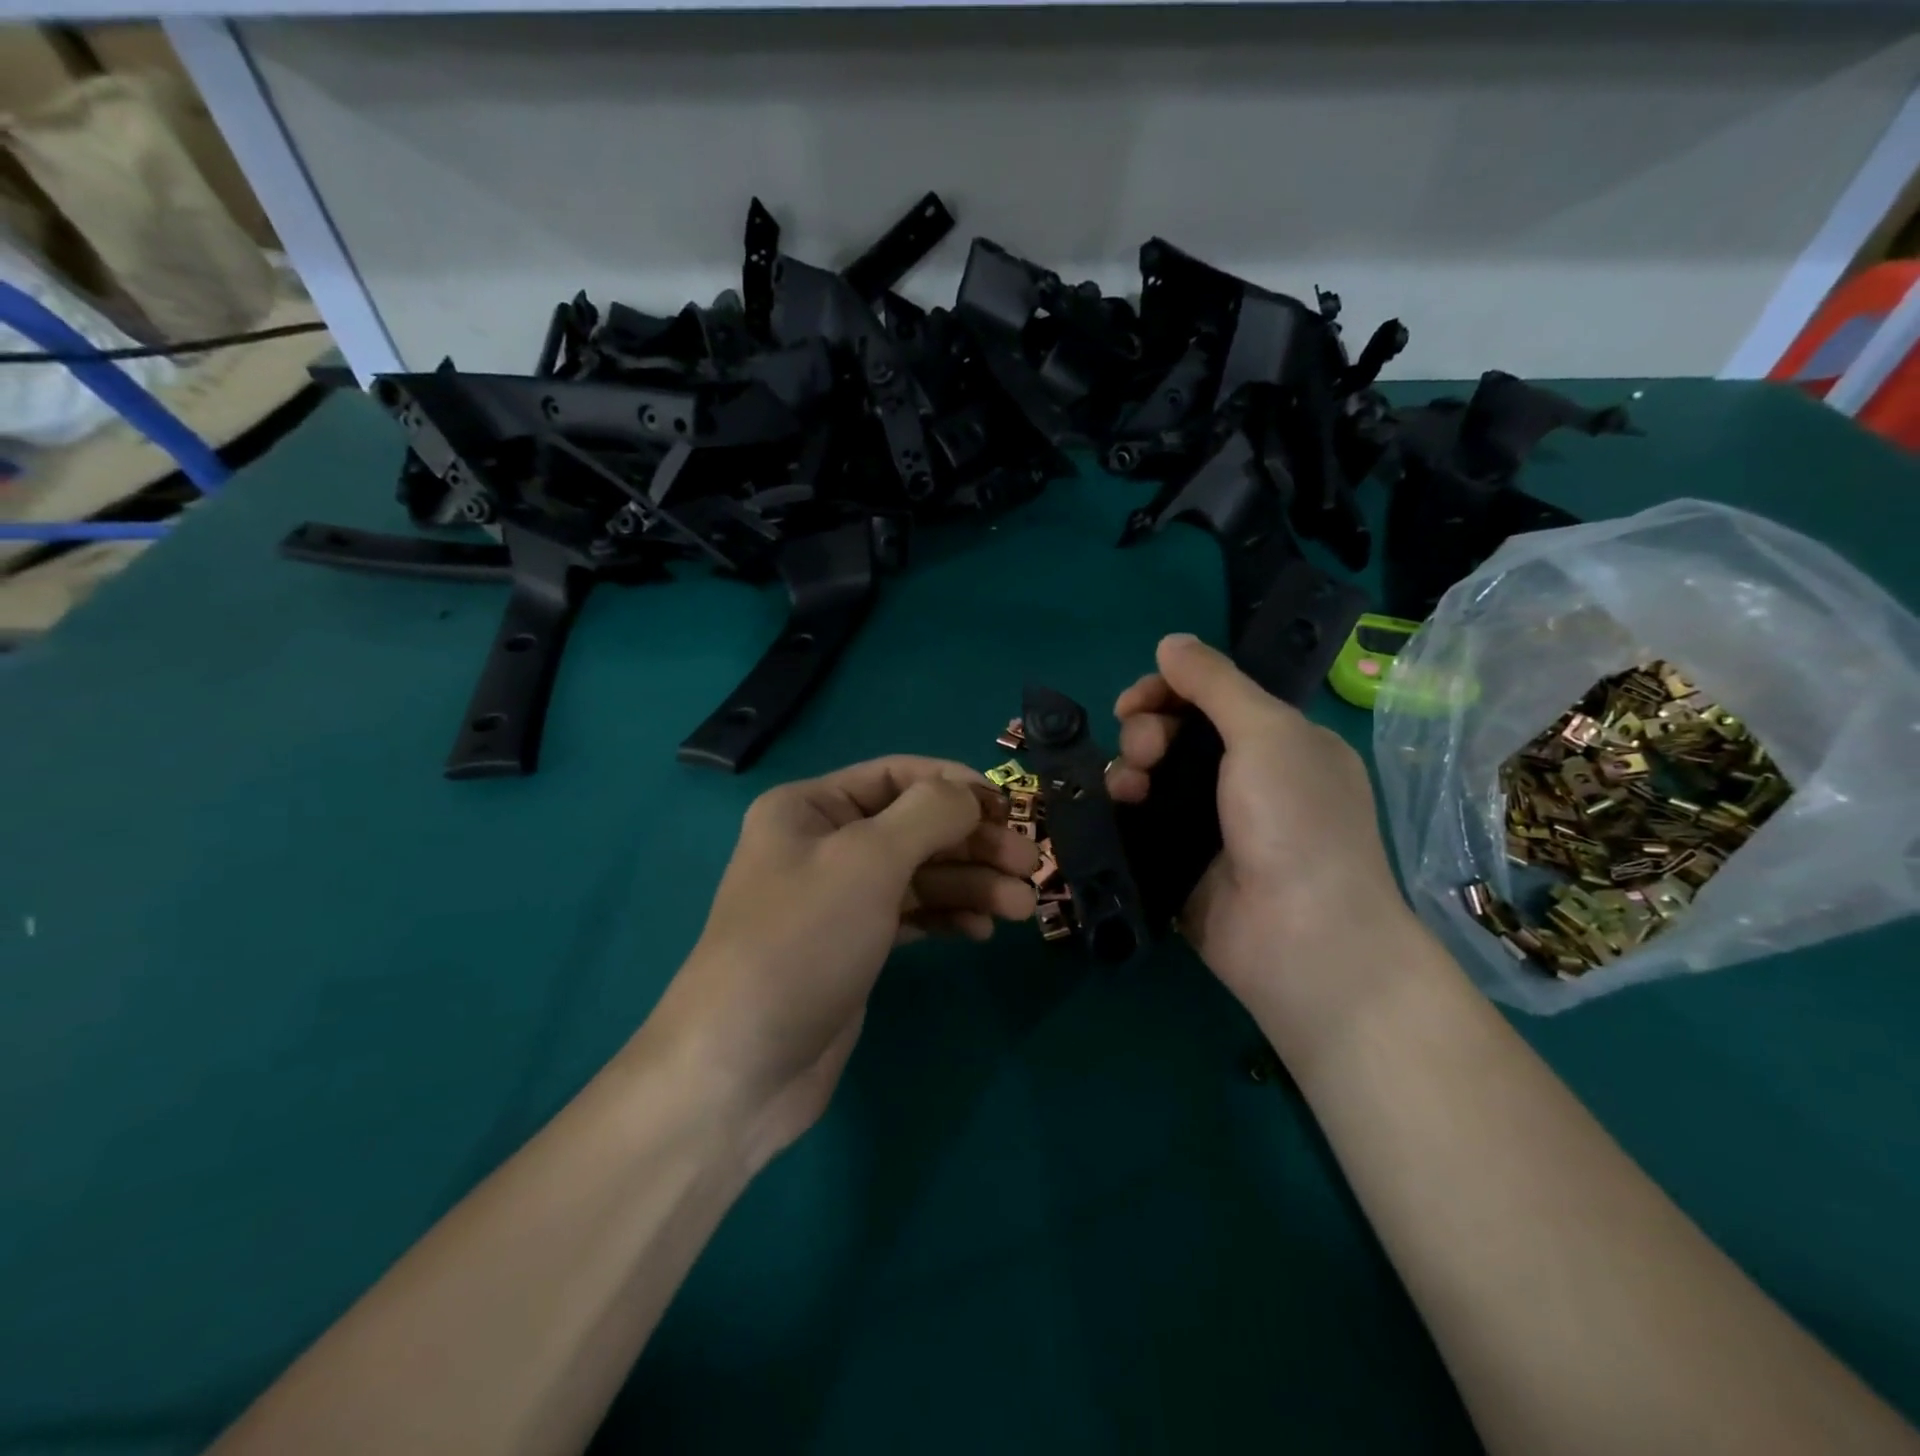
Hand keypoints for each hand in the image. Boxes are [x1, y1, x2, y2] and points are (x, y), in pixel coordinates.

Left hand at [646, 756, 1038, 1170]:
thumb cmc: (803, 942)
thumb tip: (971, 793)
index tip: (1010, 809)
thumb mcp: (868, 861)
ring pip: (920, 874)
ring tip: (1021, 907)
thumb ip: (929, 815)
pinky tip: (981, 931)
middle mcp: (823, 844)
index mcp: (810, 808)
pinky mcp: (855, 945)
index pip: (897, 776)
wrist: (742, 1066)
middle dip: (974, 842)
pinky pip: (912, 915)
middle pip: (915, 827)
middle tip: (1031, 866)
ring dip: (972, 884)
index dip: (956, 786)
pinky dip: (948, 916)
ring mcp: (840, 898)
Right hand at [1106, 634, 1418, 1045]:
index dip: (1169, 689)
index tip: (1134, 701)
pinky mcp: (1181, 863)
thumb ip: (1215, 683)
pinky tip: (1117, 810)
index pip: (1212, 698)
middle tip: (1145, 751)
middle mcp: (1246, 779)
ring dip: (1129, 769)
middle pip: (1176, 734)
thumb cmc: (1296, 822)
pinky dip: (1125, 809)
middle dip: (1147, 731)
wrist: (1302, 939)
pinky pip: (1142, 821)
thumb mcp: (1267, 734)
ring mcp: (1212, 824)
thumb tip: (1170, 641)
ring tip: (1128, 787)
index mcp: (1279, 742)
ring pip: (1152, 777)